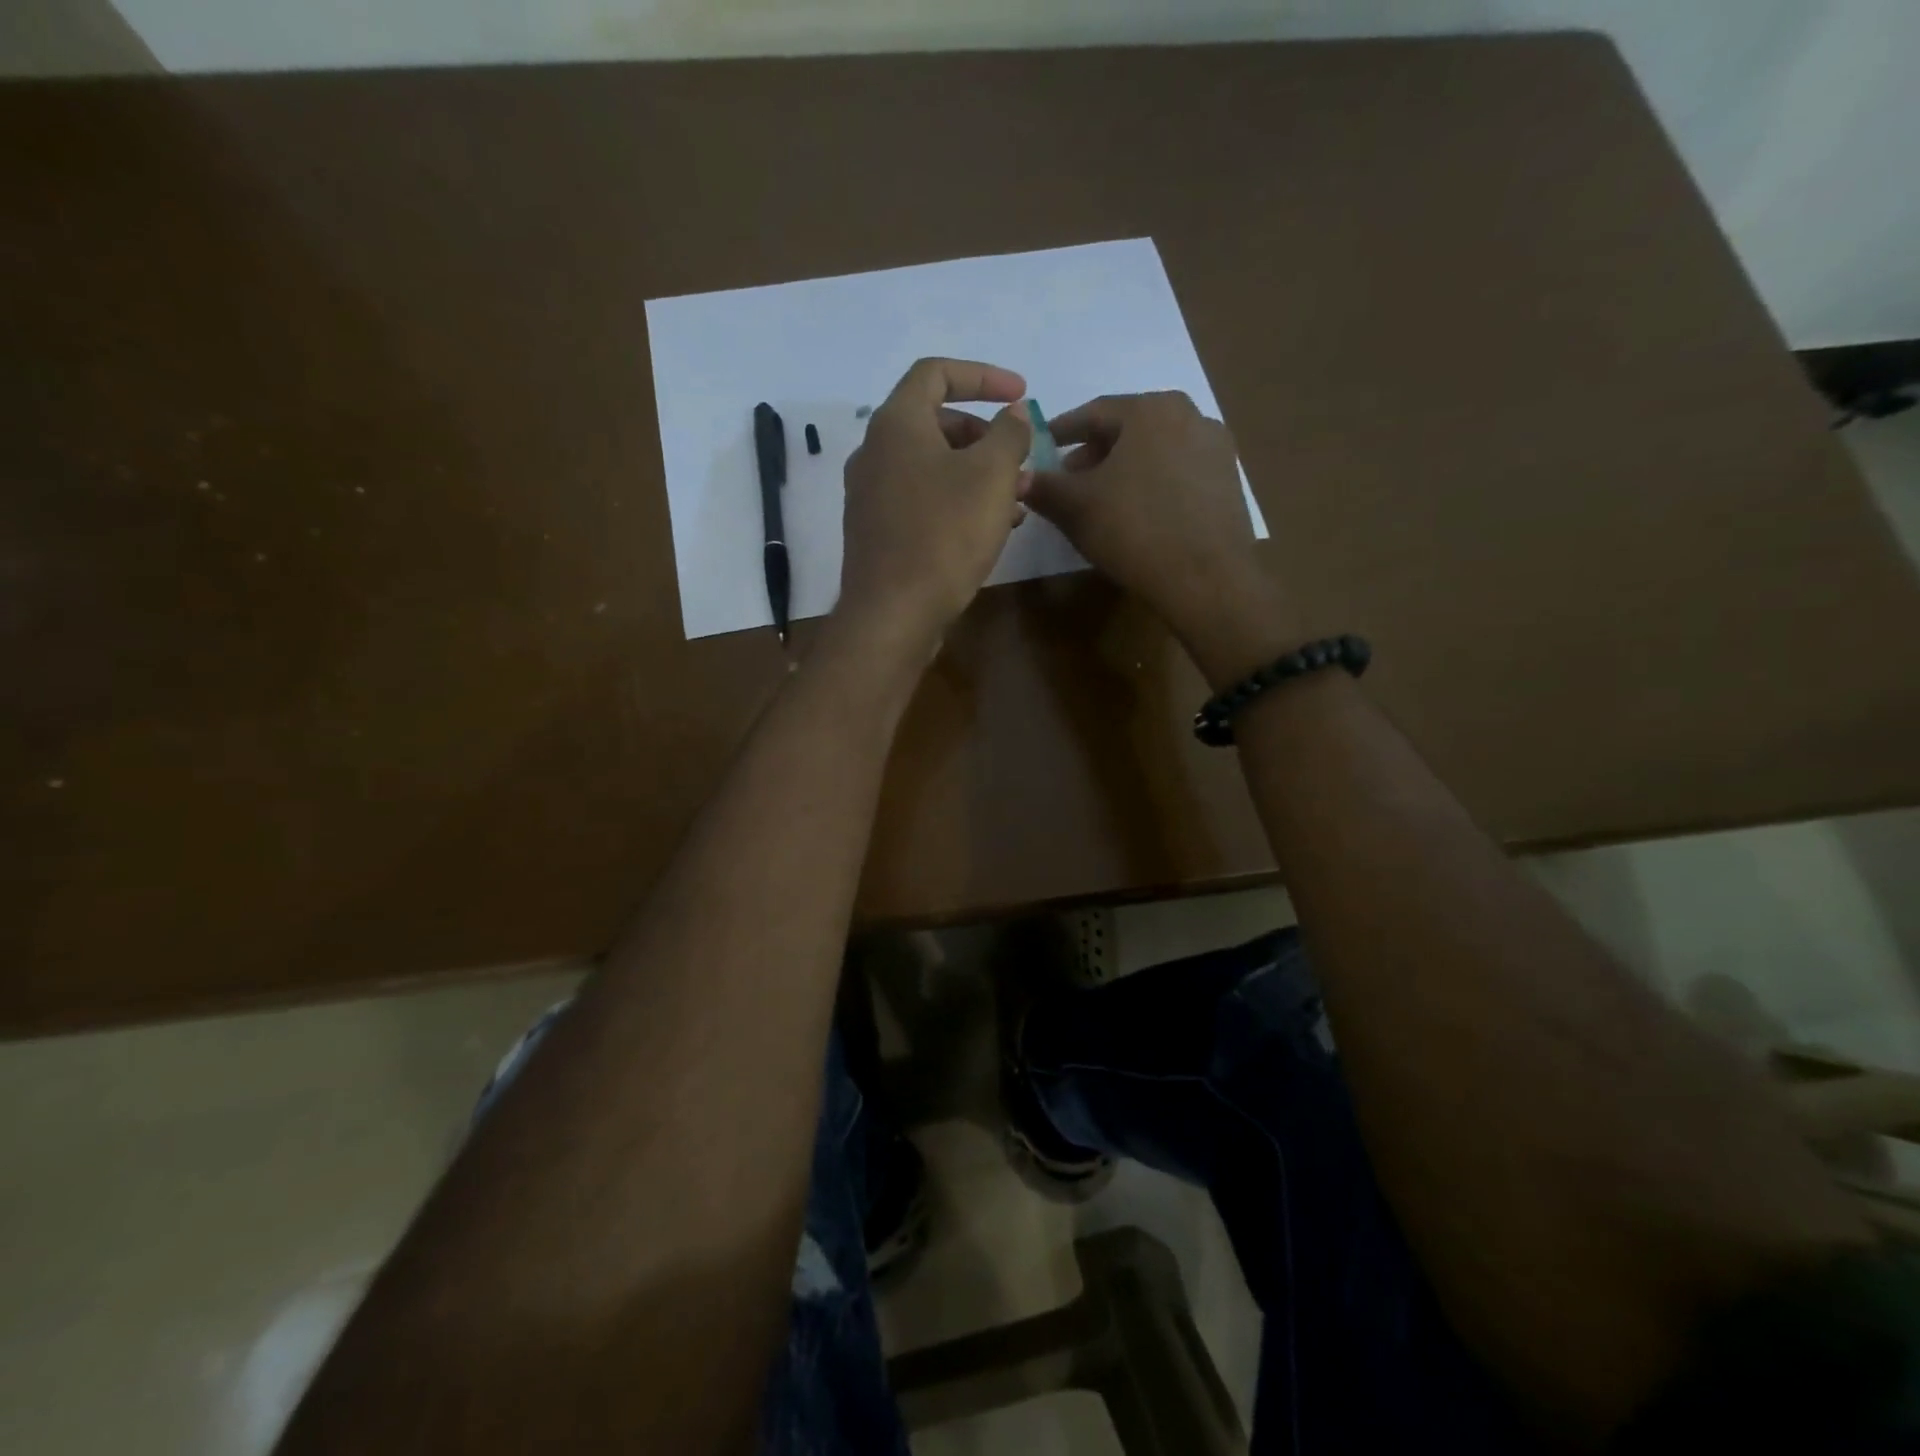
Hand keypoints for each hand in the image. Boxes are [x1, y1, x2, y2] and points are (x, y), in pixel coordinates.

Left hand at [836, 357, 1031, 650]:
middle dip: (985, 435)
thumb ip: (1009, 434)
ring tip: (1018, 500)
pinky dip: (957, 502)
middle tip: (1020, 459)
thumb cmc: (945, 535)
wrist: (893, 614)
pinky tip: (990, 529)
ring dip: (977, 474)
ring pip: (932, 468)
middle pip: (935, 424)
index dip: (983, 376)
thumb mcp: (991, 476)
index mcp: (896, 424)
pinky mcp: (878, 532)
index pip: (936, 373)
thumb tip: (1014, 413)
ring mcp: (871, 496)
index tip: (1020, 394)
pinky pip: (923, 501)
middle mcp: (875, 453)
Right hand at [1024, 392, 1295, 686]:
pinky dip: (1151, 483)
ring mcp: (1214, 447)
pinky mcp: (1228, 480)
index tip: (1040, 449)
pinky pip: (1177, 472)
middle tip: (1068, 480)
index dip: (1060, 432)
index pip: (1092, 412)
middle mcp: (1188, 414)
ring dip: (1123, 468)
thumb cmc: (1133, 530)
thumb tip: (1021, 478)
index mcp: (1149, 409)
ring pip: (1154, 449)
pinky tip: (1139, 512)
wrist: (1205, 578)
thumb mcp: (1075, 508)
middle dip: (1093, 452)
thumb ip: (1044, 486)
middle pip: (1127, 428)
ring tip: (1102, 500)